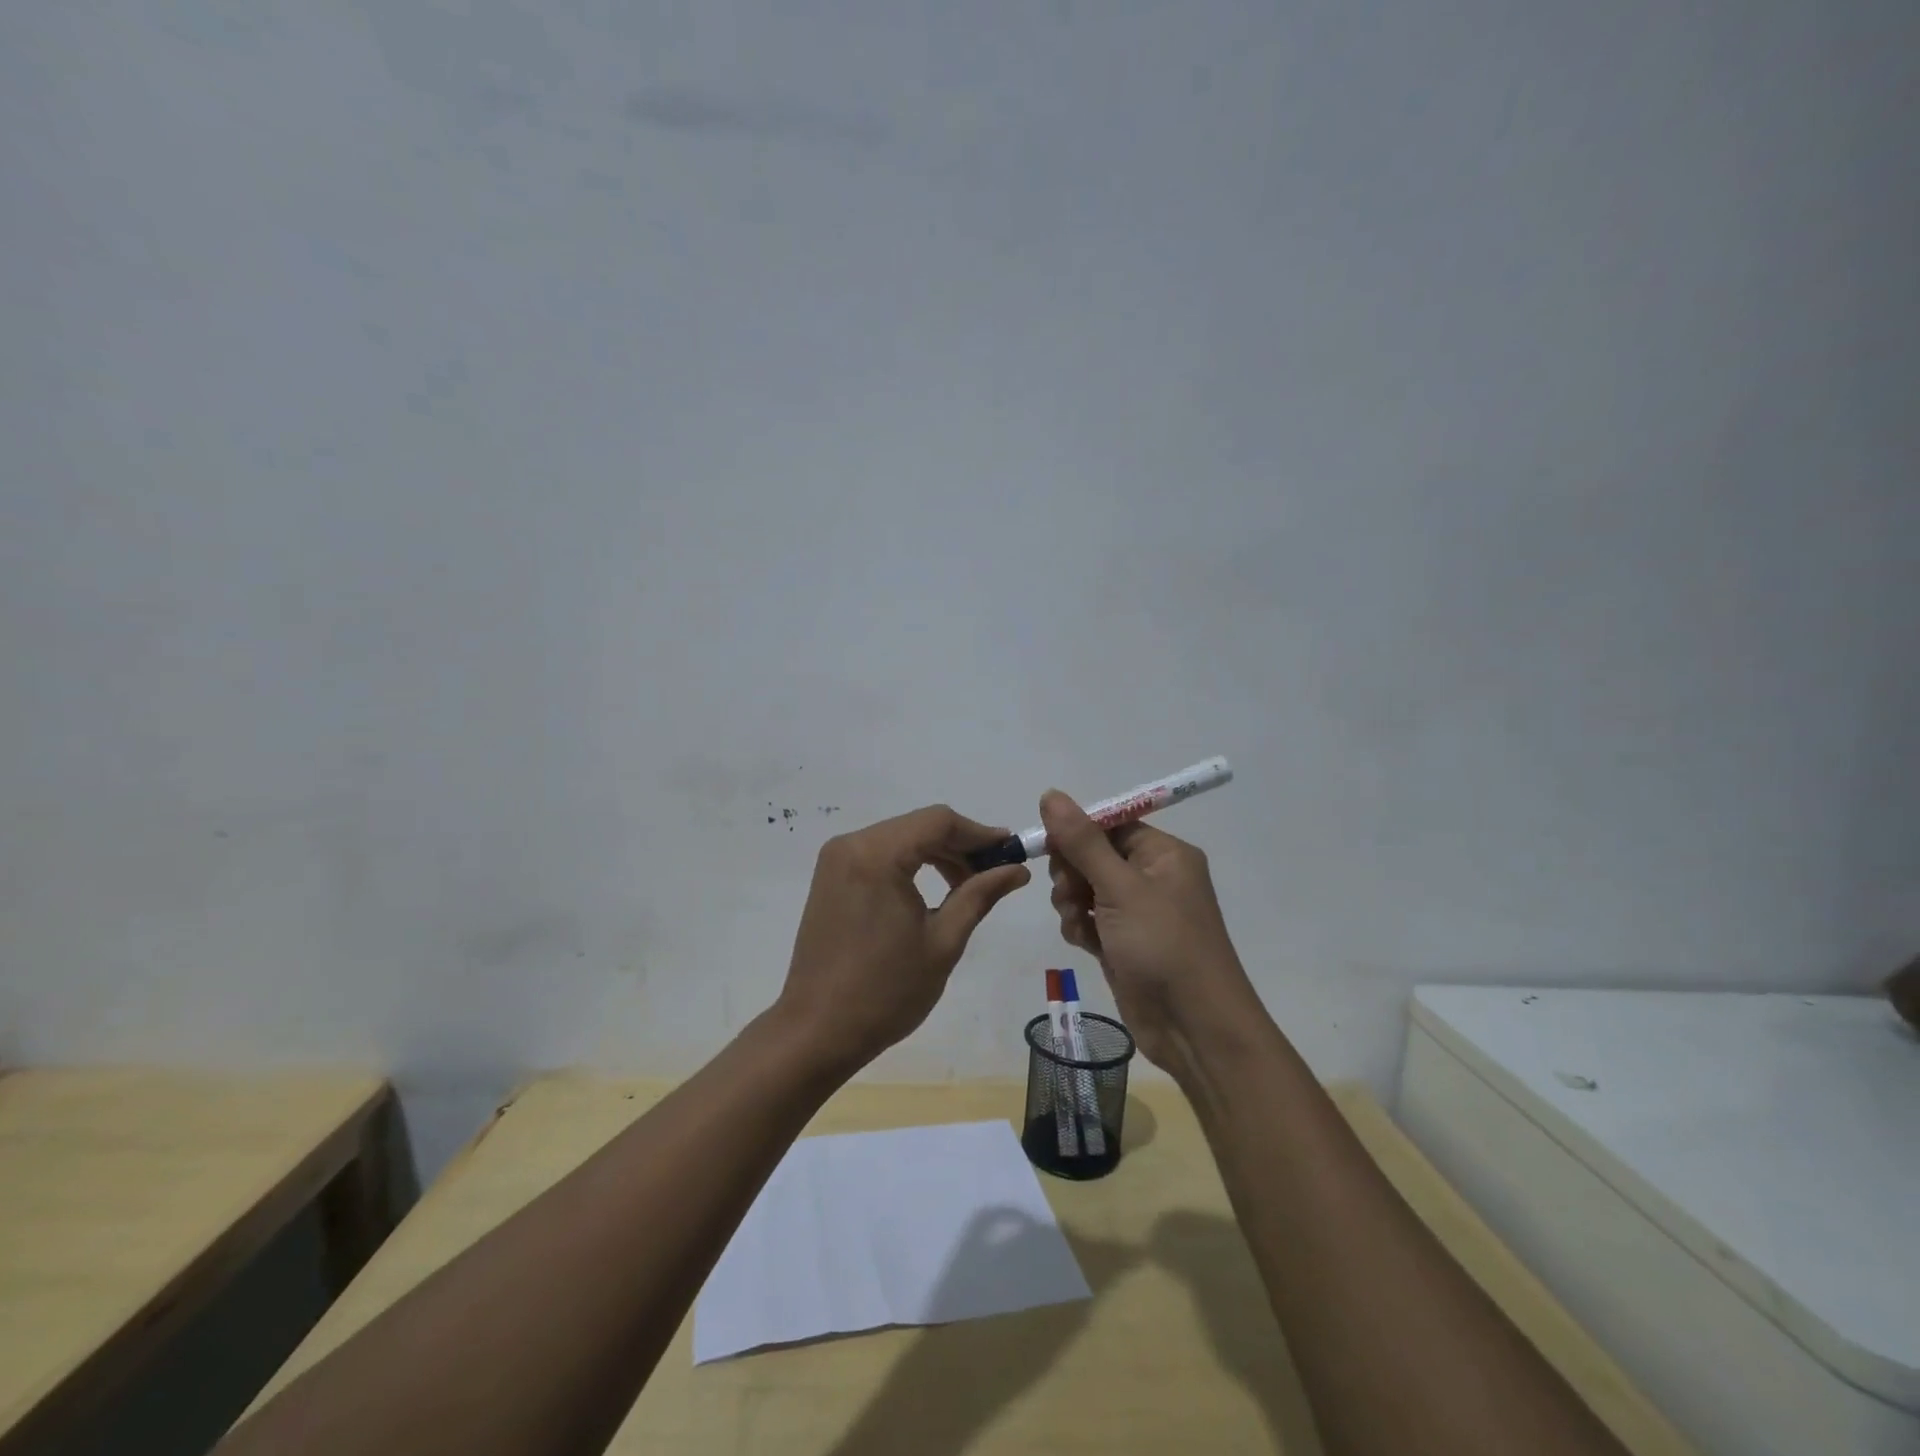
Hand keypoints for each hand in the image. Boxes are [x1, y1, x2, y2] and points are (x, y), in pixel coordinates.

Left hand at [775, 805, 1030, 1075]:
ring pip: (900, 838)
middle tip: (994, 873)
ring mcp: (836, 860)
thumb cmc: (886, 991)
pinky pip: (879, 854)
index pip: (939, 821)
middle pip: (919, 826)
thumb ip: (979, 895)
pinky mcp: (830, 877)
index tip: (1012, 851)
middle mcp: (852, 845)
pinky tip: (932, 890)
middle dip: (960, 845)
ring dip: (936, 854)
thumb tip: (1018, 870)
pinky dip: (910, 863)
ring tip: (967, 887)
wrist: (817, 1030)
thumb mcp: (943, 942)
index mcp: (878, 855)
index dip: (979, 833)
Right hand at [1040, 790, 1259, 1078]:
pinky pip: (1090, 919)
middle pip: (1093, 855)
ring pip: (1086, 888)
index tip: (1050, 848)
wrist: (1194, 1027)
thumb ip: (1082, 841)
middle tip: (1070, 892)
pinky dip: (1081, 927)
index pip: (1111, 824)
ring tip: (1079, 923)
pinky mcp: (1124, 943)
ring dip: (1072, 902)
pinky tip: (1084, 943)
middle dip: (1072, 872)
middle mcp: (1153, 877)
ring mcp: (1138, 912)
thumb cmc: (1163, 945)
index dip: (1077, 832)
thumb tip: (1051, 794)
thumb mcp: (1120, 887)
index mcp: (1164, 854)